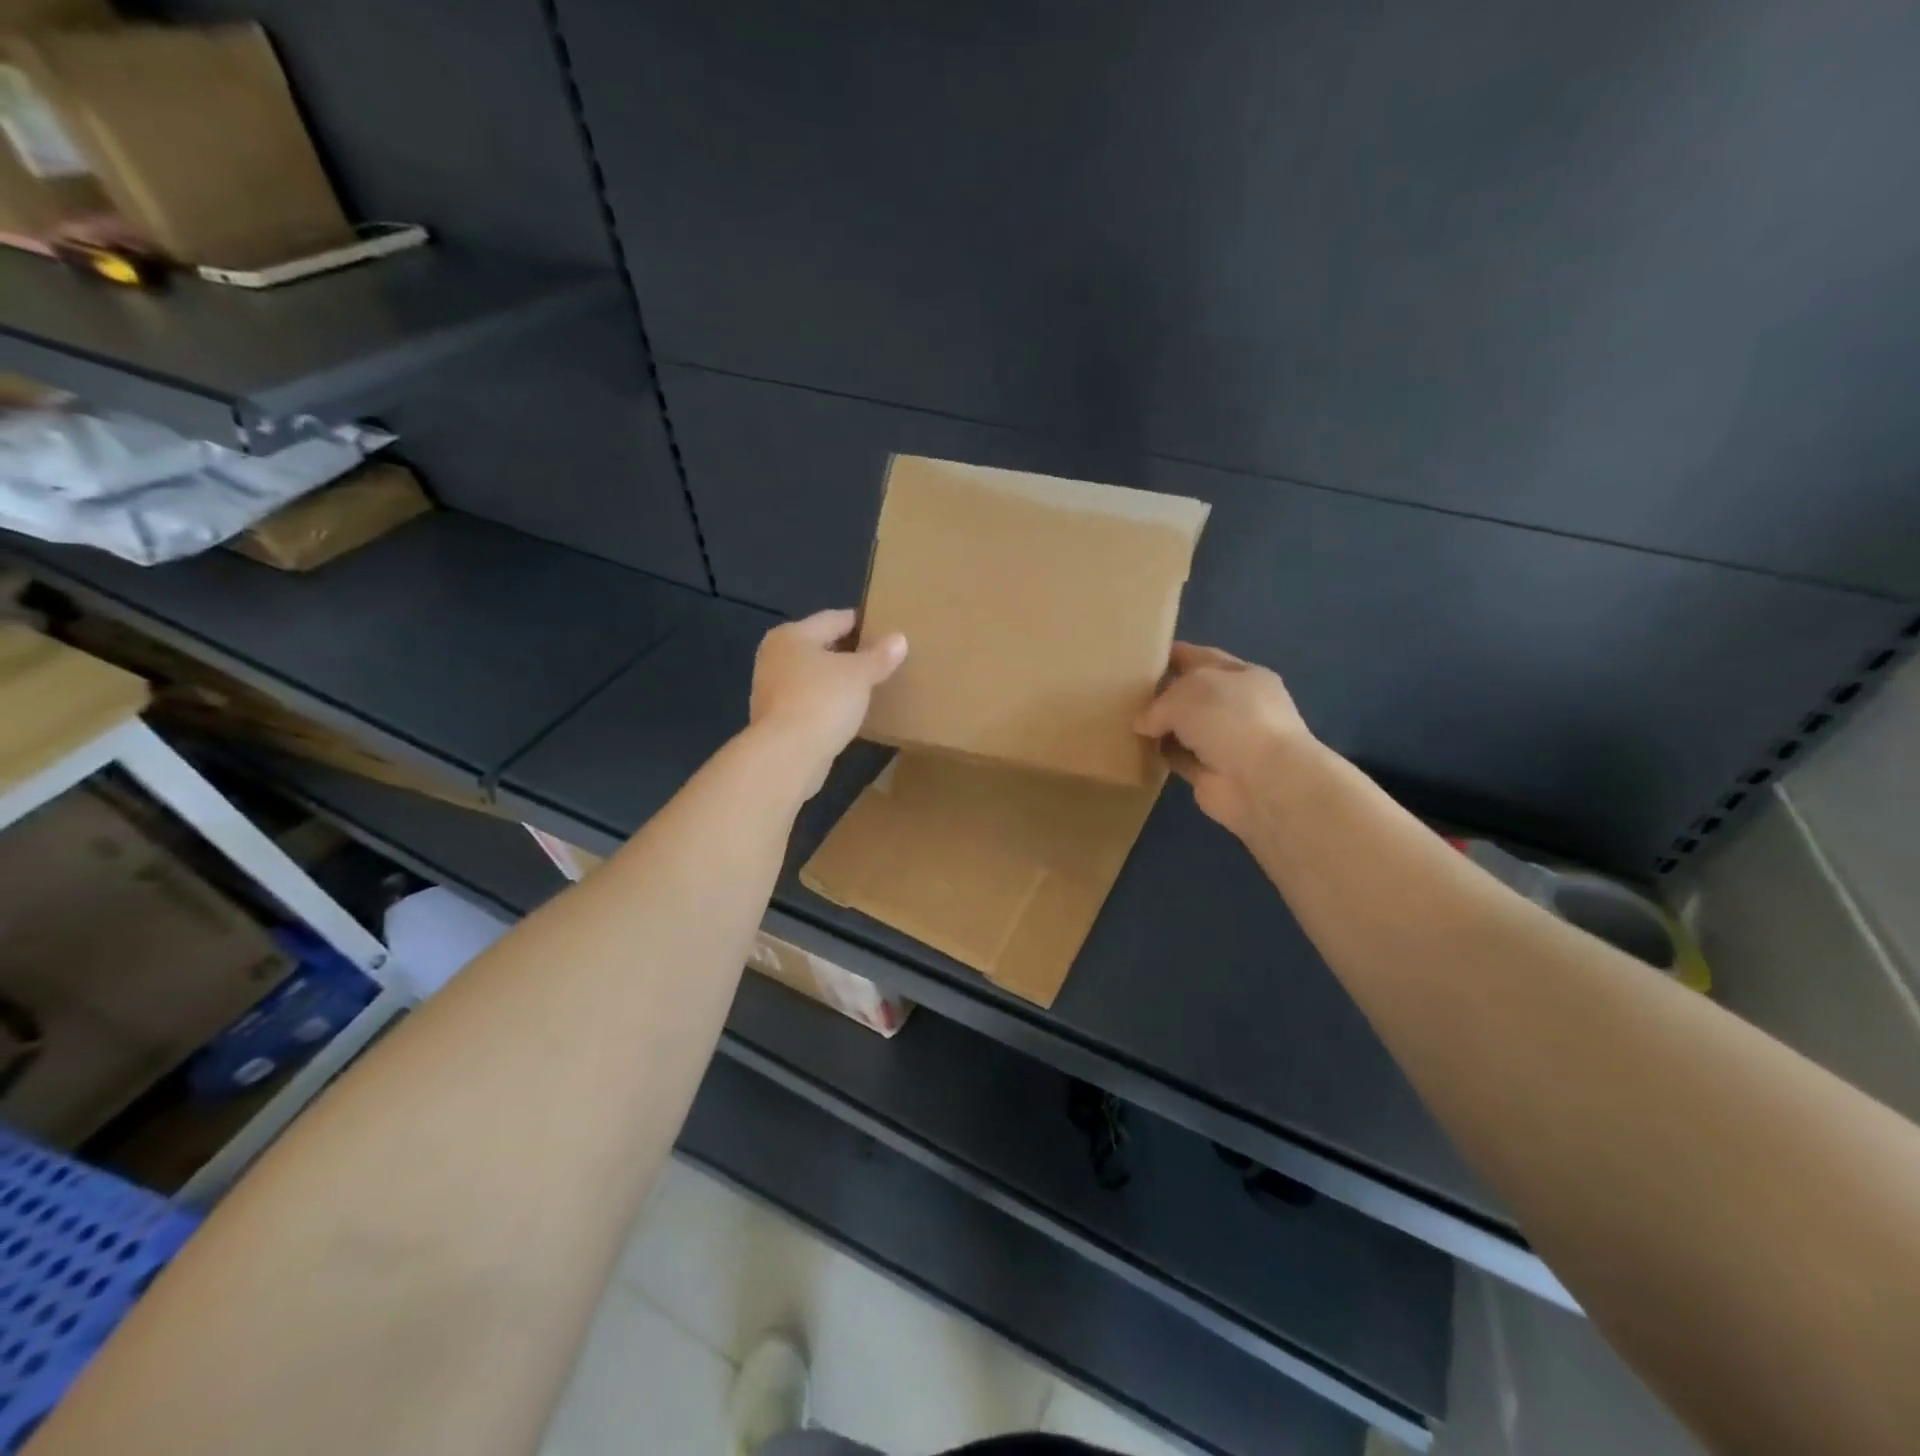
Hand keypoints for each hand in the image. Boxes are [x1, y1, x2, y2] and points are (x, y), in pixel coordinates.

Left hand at [751, 609, 906, 786]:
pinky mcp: (777, 719)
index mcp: (792, 635)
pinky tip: (851, 711)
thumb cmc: (822, 701)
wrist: (787, 755)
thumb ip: (880, 656)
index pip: (835, 619)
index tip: (889, 630)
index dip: (863, 622)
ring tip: (872, 685)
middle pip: (822, 647)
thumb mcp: (859, 674)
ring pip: (815, 676)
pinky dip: (829, 702)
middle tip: (884, 659)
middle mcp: (776, 656)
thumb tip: (899, 639)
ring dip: (840, 680)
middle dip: (852, 653)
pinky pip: (811, 701)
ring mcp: (773, 690)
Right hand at [1135, 643, 1314, 837]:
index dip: (1173, 655)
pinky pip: (1179, 759)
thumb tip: (1143, 724)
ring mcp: (1225, 741)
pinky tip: (1135, 750)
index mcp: (1242, 675)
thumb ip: (1158, 704)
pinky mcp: (1211, 773)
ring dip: (1158, 728)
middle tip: (1124, 692)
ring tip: (1123, 721)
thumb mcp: (1187, 693)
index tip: (1141, 656)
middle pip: (1191, 695)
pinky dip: (1160, 756)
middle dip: (1161, 693)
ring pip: (1183, 728)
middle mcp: (1236, 706)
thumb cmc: (1231, 720)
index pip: (1202, 658)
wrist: (1263, 782)